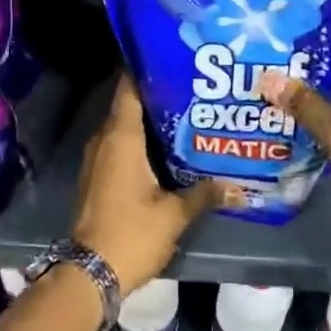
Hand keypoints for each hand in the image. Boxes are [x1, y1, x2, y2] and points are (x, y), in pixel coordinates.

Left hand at [71, 77, 226, 292]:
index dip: (147, 68)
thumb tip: (240, 187)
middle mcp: (104, 140)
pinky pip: (120, 146)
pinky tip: (169, 148)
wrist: (90, 273)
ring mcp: (98, 159)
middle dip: (158, 93)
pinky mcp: (99, 176)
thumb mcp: (174, 214)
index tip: (174, 57)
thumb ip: (205, 194)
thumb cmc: (131, 234)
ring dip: (151, 120)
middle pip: (129, 104)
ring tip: (188, 113)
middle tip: (194, 86)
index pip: (129, 87)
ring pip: (125, 127)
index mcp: (120, 137)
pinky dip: (141, 141)